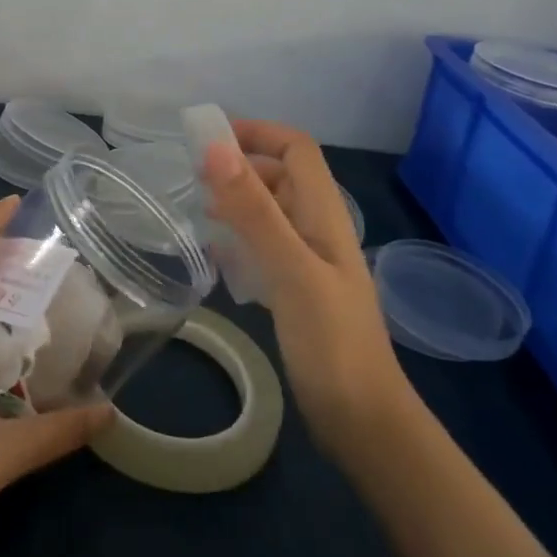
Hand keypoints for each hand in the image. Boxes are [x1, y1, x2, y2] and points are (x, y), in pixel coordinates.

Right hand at [199, 121, 415, 463]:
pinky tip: (216, 256)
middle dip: (239, 168)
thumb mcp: (290, 269)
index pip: (296, 149)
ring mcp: (309, 261)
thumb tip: (216, 147)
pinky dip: (239, 239)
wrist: (363, 423)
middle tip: (193, 181)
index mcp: (324, 214)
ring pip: (270, 212)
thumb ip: (254, 209)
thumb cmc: (330, 341)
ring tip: (198, 214)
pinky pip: (264, 247)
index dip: (257, 133)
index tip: (209, 140)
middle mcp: (318, 229)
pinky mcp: (298, 291)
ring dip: (236, 202)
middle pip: (280, 176)